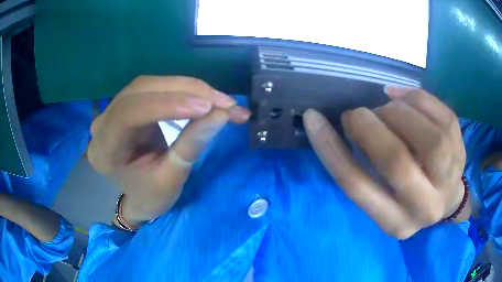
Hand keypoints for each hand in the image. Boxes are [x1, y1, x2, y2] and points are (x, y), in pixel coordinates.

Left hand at [88, 76, 250, 224]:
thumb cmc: (151, 196)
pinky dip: (184, 90)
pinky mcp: (130, 103)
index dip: (166, 105)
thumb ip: (191, 144)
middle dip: (186, 91)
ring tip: (219, 100)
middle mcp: (103, 122)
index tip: (206, 107)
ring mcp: (114, 109)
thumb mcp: (171, 178)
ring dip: (188, 88)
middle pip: (141, 90)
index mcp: (104, 149)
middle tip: (224, 102)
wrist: (140, 197)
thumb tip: (222, 113)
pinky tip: (203, 98)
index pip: (128, 113)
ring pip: (152, 84)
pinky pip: (157, 88)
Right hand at [304, 86, 467, 238]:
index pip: (357, 186)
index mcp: (394, 223)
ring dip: (397, 112)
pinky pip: (442, 115)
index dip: (331, 148)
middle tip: (357, 114)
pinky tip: (406, 97)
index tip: (313, 118)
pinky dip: (418, 98)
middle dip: (368, 126)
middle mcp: (424, 208)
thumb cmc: (408, 197)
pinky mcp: (461, 152)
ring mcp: (449, 179)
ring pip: (427, 137)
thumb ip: (363, 172)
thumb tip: (350, 126)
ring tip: (387, 108)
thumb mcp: (382, 199)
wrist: (447, 199)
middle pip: (396, 161)